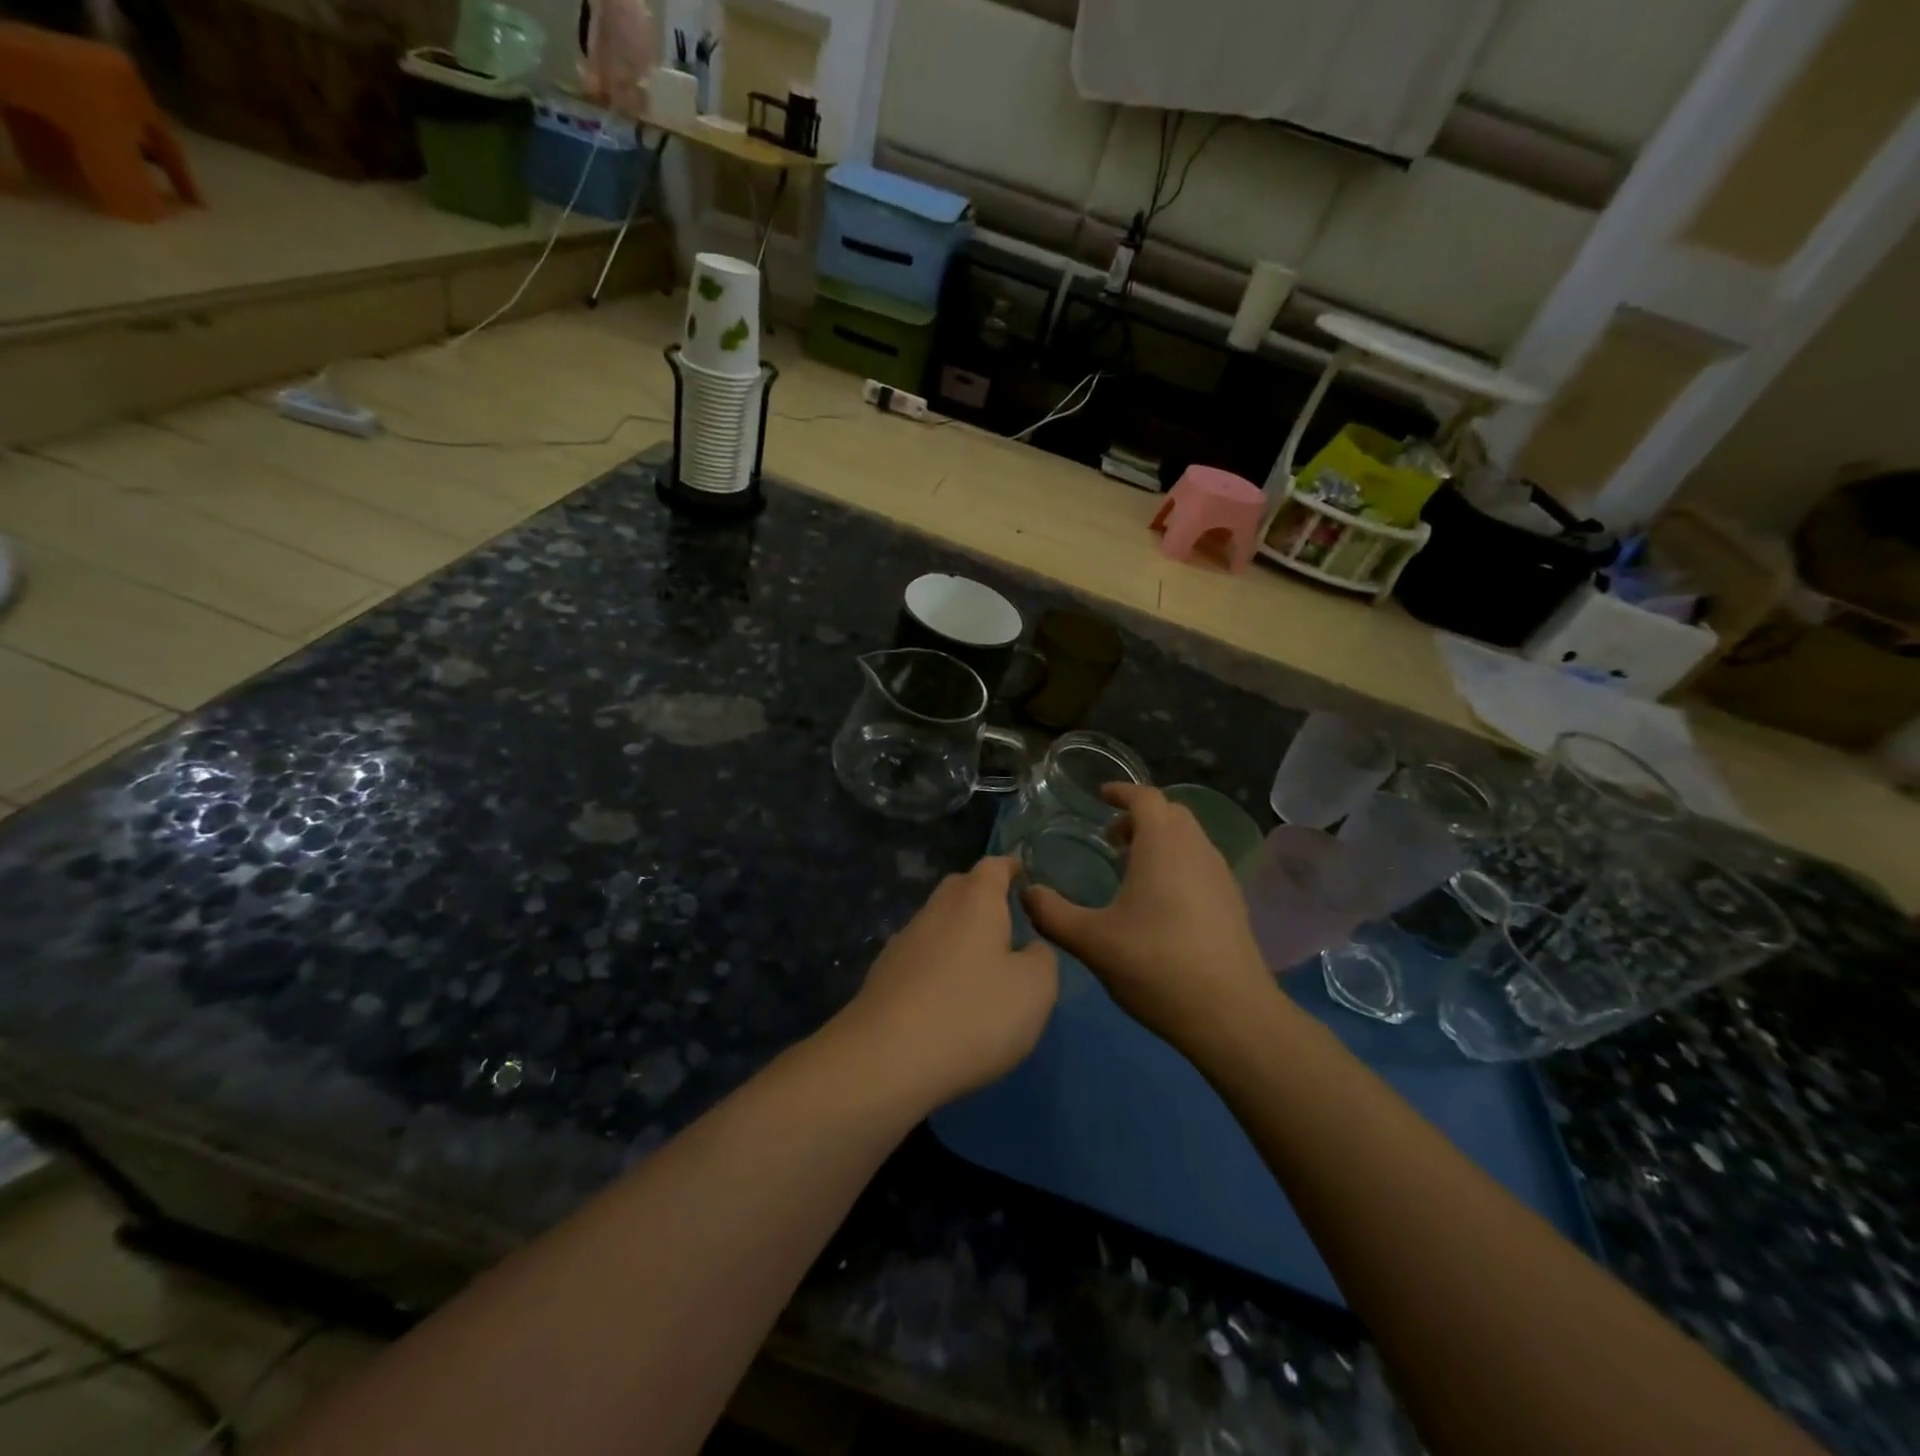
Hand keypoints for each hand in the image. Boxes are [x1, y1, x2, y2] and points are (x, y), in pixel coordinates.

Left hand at [835, 857, 1057, 1109]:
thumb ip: (1042, 959)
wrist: (884, 1060)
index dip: (1012, 866)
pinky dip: (939, 964)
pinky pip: (921, 956)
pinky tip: (948, 995)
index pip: (994, 866)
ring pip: (938, 922)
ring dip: (960, 933)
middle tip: (1008, 919)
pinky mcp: (884, 975)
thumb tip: (1030, 949)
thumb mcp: (1035, 990)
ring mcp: (904, 941)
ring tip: (983, 963)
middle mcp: (936, 910)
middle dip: (984, 896)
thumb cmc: (972, 1014)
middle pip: (961, 888)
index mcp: (975, 901)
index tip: (1025, 874)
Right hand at [1022, 784, 1274, 1055]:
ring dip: (1161, 840)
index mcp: (1163, 845)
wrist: (1231, 1015)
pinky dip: (1178, 863)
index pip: (1145, 797)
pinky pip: (1201, 863)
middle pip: (1171, 813)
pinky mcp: (1233, 903)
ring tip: (1132, 868)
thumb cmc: (1156, 965)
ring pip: (1190, 838)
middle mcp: (1197, 849)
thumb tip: (1026, 892)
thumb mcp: (1091, 941)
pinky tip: (1161, 902)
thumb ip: (1052, 913)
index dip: (1121, 791)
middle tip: (1111, 838)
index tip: (1101, 796)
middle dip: (1140, 815)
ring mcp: (1221, 876)